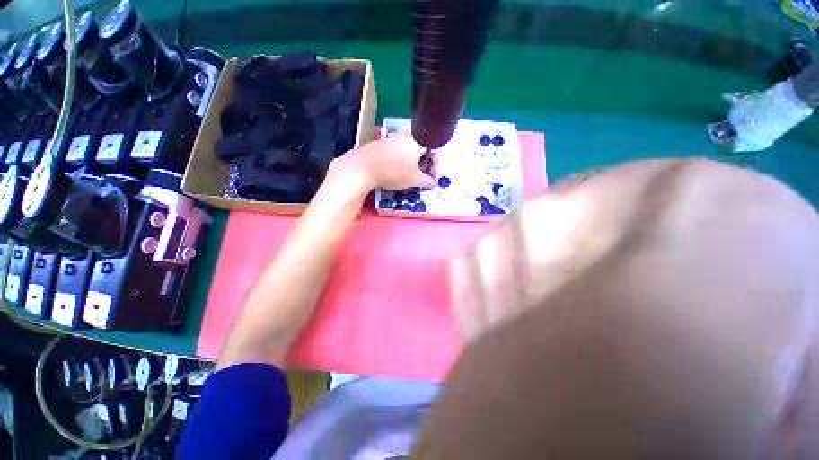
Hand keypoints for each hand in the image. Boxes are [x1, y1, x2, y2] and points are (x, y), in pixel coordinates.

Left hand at [327, 135, 436, 191]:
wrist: (363, 167)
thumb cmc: (394, 172)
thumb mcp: (414, 180)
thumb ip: (426, 181)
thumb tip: (432, 183)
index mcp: (418, 141)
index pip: (435, 149)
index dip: (436, 166)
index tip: (432, 179)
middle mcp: (407, 135)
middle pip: (422, 149)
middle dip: (425, 165)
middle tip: (423, 178)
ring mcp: (393, 138)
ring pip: (410, 150)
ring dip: (414, 164)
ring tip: (410, 177)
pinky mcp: (382, 143)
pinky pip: (399, 151)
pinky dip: (403, 161)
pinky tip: (397, 172)